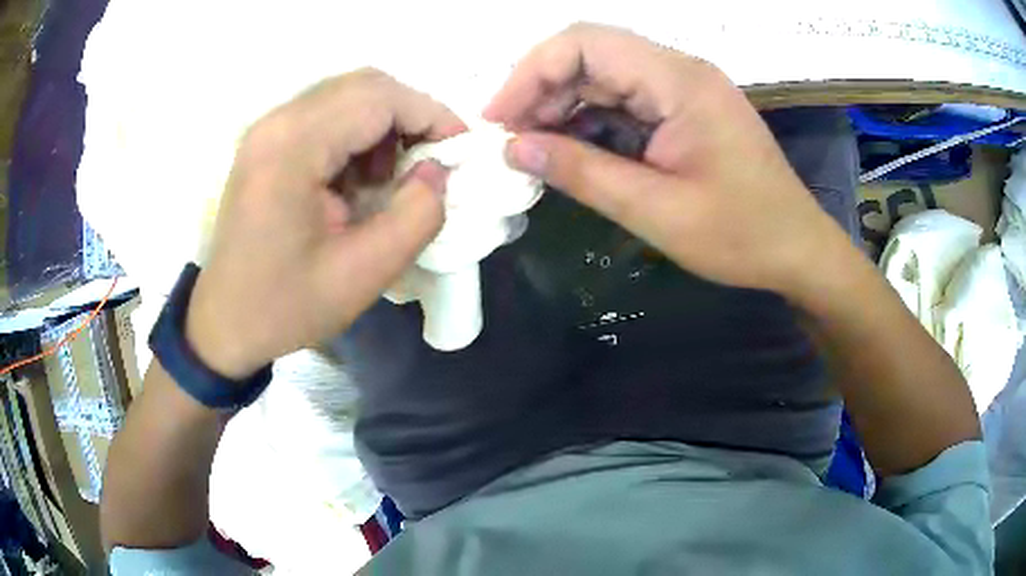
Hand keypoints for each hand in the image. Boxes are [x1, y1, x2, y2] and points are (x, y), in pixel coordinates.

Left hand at [185, 69, 465, 378]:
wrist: (225, 323)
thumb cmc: (285, 306)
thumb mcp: (364, 274)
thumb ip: (416, 216)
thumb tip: (438, 170)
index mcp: (292, 147)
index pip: (378, 98)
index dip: (431, 114)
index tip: (461, 149)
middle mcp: (277, 122)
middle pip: (363, 85)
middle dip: (410, 116)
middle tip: (430, 163)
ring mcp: (268, 129)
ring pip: (347, 96)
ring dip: (384, 127)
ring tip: (391, 179)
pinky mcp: (267, 142)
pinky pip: (327, 115)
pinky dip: (358, 136)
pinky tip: (360, 179)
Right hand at [485, 24, 854, 299]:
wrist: (797, 250)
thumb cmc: (741, 236)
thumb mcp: (657, 212)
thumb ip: (583, 173)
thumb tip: (514, 148)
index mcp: (679, 81)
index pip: (585, 43)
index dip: (530, 73)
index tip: (498, 120)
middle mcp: (680, 70)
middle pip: (591, 53)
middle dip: (541, 89)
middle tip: (509, 138)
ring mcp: (684, 88)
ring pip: (604, 75)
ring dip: (562, 105)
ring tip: (532, 147)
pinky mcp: (685, 109)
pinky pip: (625, 99)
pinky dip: (590, 119)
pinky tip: (571, 148)